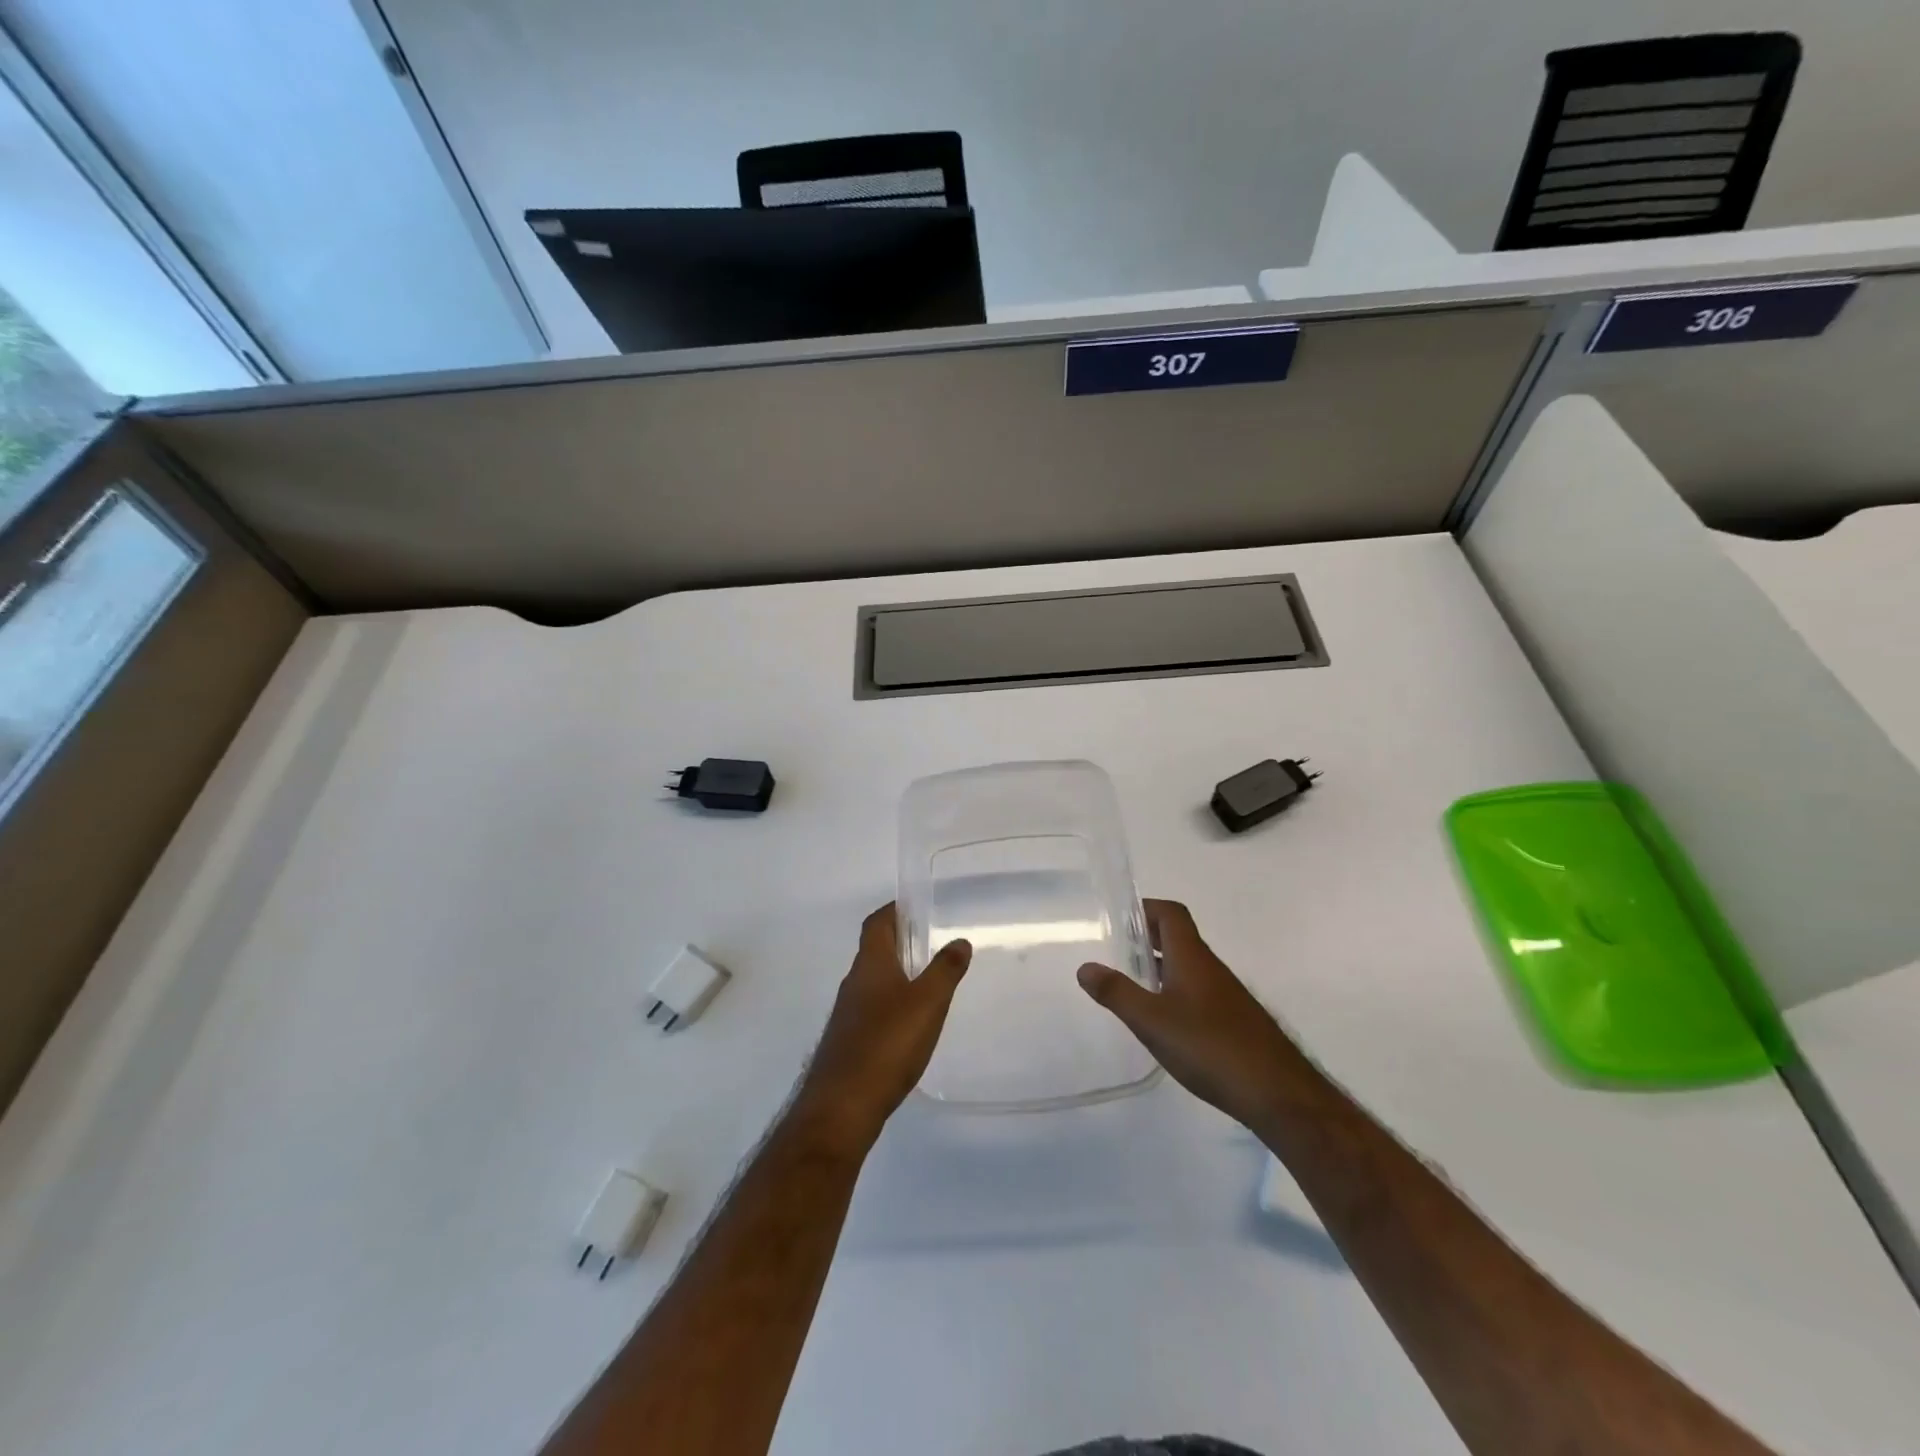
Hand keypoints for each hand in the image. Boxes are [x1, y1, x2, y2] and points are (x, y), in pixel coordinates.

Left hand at [792, 904, 971, 1153]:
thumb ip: (945, 970)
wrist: (841, 1107)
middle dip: (899, 943)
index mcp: (870, 964)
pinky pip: (872, 1011)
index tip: (915, 907)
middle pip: (874, 951)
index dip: (893, 911)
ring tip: (927, 984)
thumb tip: (960, 941)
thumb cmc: (887, 1044)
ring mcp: (847, 1014)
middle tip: (931, 944)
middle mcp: (853, 983)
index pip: (876, 923)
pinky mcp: (847, 1042)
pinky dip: (891, 1006)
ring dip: (896, 976)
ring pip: (873, 982)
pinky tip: (909, 1027)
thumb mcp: (927, 1003)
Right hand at [1077, 899, 1297, 1130]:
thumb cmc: (1210, 1047)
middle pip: (1179, 937)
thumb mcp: (1152, 1021)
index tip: (1119, 920)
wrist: (1277, 1092)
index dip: (1146, 908)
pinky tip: (1165, 1023)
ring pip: (1189, 966)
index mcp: (1191, 957)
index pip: (1171, 914)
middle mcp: (1211, 968)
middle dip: (1148, 938)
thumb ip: (1117, 993)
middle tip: (1117, 952)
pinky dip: (1176, 992)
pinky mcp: (1235, 1021)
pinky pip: (1199, 992)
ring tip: (1133, 985)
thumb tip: (1085, 966)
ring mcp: (1227, 995)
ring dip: (1161, 966)